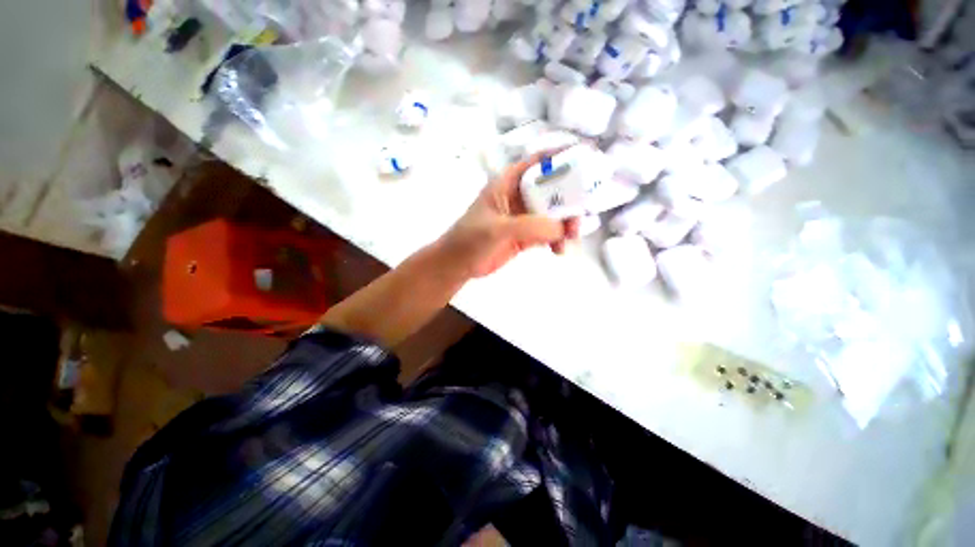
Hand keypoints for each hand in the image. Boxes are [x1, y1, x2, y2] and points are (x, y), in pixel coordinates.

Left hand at [434, 153, 580, 278]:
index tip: (587, 157)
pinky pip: (549, 232)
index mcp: (508, 184)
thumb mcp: (497, 229)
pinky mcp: (526, 236)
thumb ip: (529, 226)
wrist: (458, 264)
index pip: (538, 162)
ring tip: (569, 239)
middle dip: (570, 200)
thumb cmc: (470, 240)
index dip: (561, 156)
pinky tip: (559, 251)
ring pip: (554, 213)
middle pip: (553, 189)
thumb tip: (562, 227)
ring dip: (566, 223)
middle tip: (580, 216)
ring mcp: (524, 217)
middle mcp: (519, 196)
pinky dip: (558, 239)